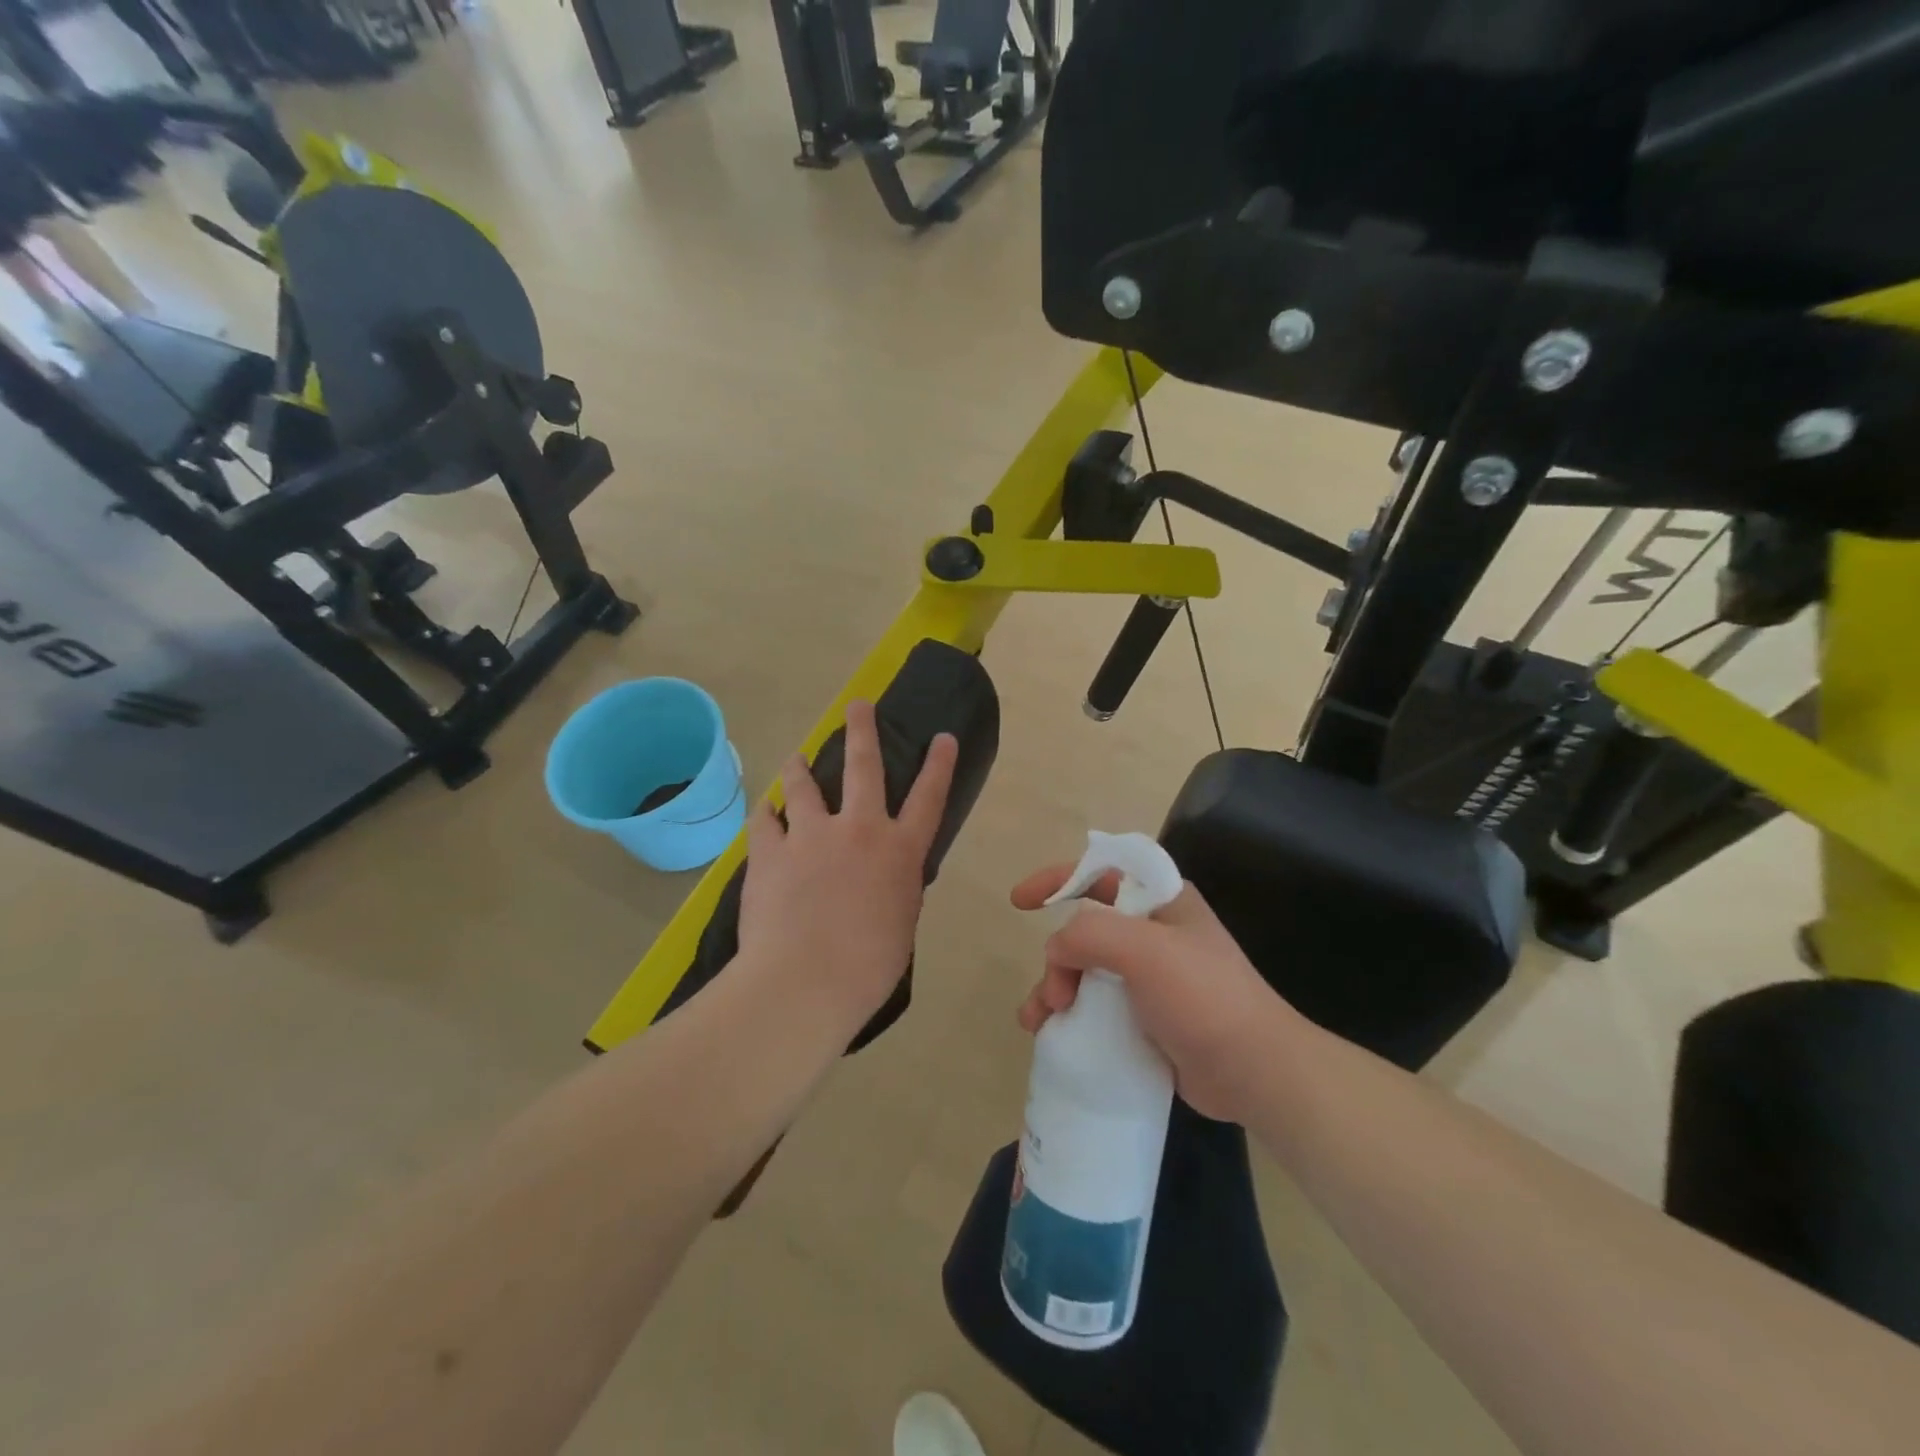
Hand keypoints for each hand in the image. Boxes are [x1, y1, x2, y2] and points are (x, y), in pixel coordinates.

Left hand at [737, 700, 958, 1031]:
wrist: (805, 983)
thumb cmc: (867, 967)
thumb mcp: (899, 924)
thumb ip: (893, 888)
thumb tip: (881, 877)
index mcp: (899, 852)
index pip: (929, 798)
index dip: (939, 765)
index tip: (942, 737)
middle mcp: (859, 830)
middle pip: (864, 766)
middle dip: (862, 730)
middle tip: (857, 706)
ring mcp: (811, 835)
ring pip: (804, 784)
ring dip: (800, 767)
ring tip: (796, 758)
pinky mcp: (769, 851)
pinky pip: (765, 820)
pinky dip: (767, 815)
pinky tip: (765, 812)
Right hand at [1011, 865, 1297, 1122]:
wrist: (1254, 1072)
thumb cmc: (1203, 997)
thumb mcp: (1145, 950)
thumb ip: (1091, 933)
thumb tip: (1057, 949)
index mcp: (1161, 901)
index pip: (1101, 872)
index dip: (1059, 878)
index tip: (1020, 900)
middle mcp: (1153, 933)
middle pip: (1085, 929)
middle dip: (1057, 958)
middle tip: (1056, 995)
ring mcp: (1150, 977)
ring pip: (1084, 971)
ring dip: (1054, 990)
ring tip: (1036, 1023)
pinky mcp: (1147, 1017)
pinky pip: (1096, 1006)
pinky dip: (1070, 1016)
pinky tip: (1052, 1037)